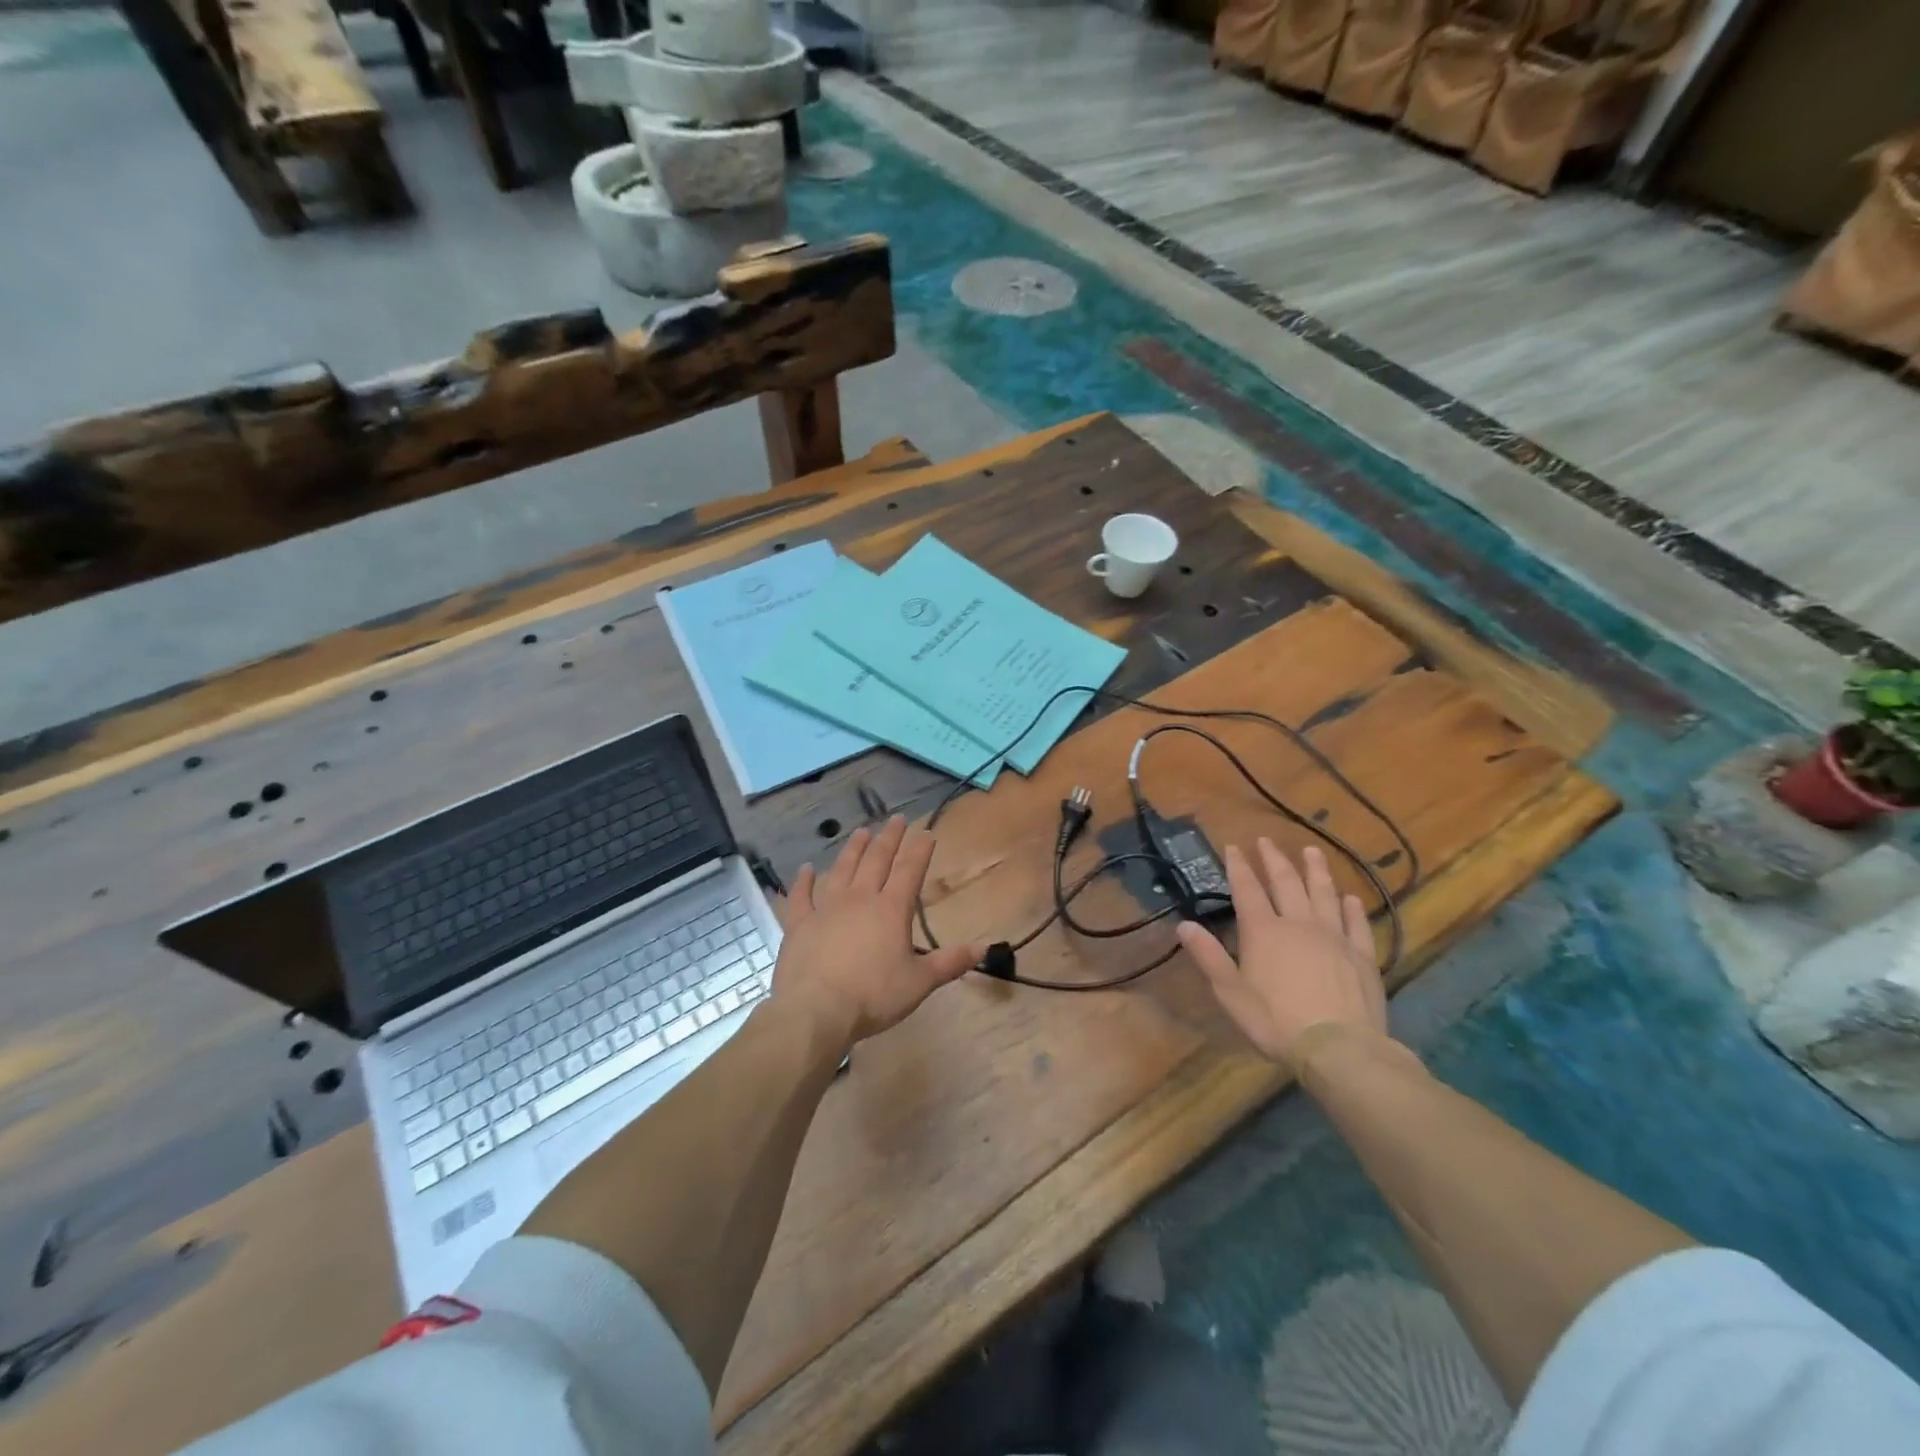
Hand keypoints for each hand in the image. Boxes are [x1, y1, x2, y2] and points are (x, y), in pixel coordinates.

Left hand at [771, 816, 981, 1048]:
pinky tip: (805, 869)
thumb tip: (984, 947)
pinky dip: (802, 881)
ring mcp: (825, 908)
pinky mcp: (798, 923)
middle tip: (896, 819)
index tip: (927, 833)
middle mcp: (859, 899)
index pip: (910, 871)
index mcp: (891, 910)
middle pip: (876, 860)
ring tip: (861, 832)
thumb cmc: (873, 996)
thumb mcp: (919, 983)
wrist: (815, 1011)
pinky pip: (800, 896)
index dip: (920, 850)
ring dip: (853, 849)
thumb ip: (950, 962)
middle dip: (889, 838)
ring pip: (841, 869)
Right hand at [1176, 840, 1385, 1068]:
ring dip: (1316, 870)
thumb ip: (1208, 956)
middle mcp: (1298, 923)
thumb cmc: (1275, 1021)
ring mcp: (1334, 936)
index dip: (1238, 866)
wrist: (1339, 1047)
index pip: (1247, 889)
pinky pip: (1356, 923)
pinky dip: (1352, 907)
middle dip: (1274, 859)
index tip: (1234, 846)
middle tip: (1267, 840)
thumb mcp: (1230, 992)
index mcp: (1263, 931)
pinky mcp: (1362, 955)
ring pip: (1324, 893)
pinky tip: (1351, 897)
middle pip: (1286, 882)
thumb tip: (1183, 925)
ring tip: (1312, 851)